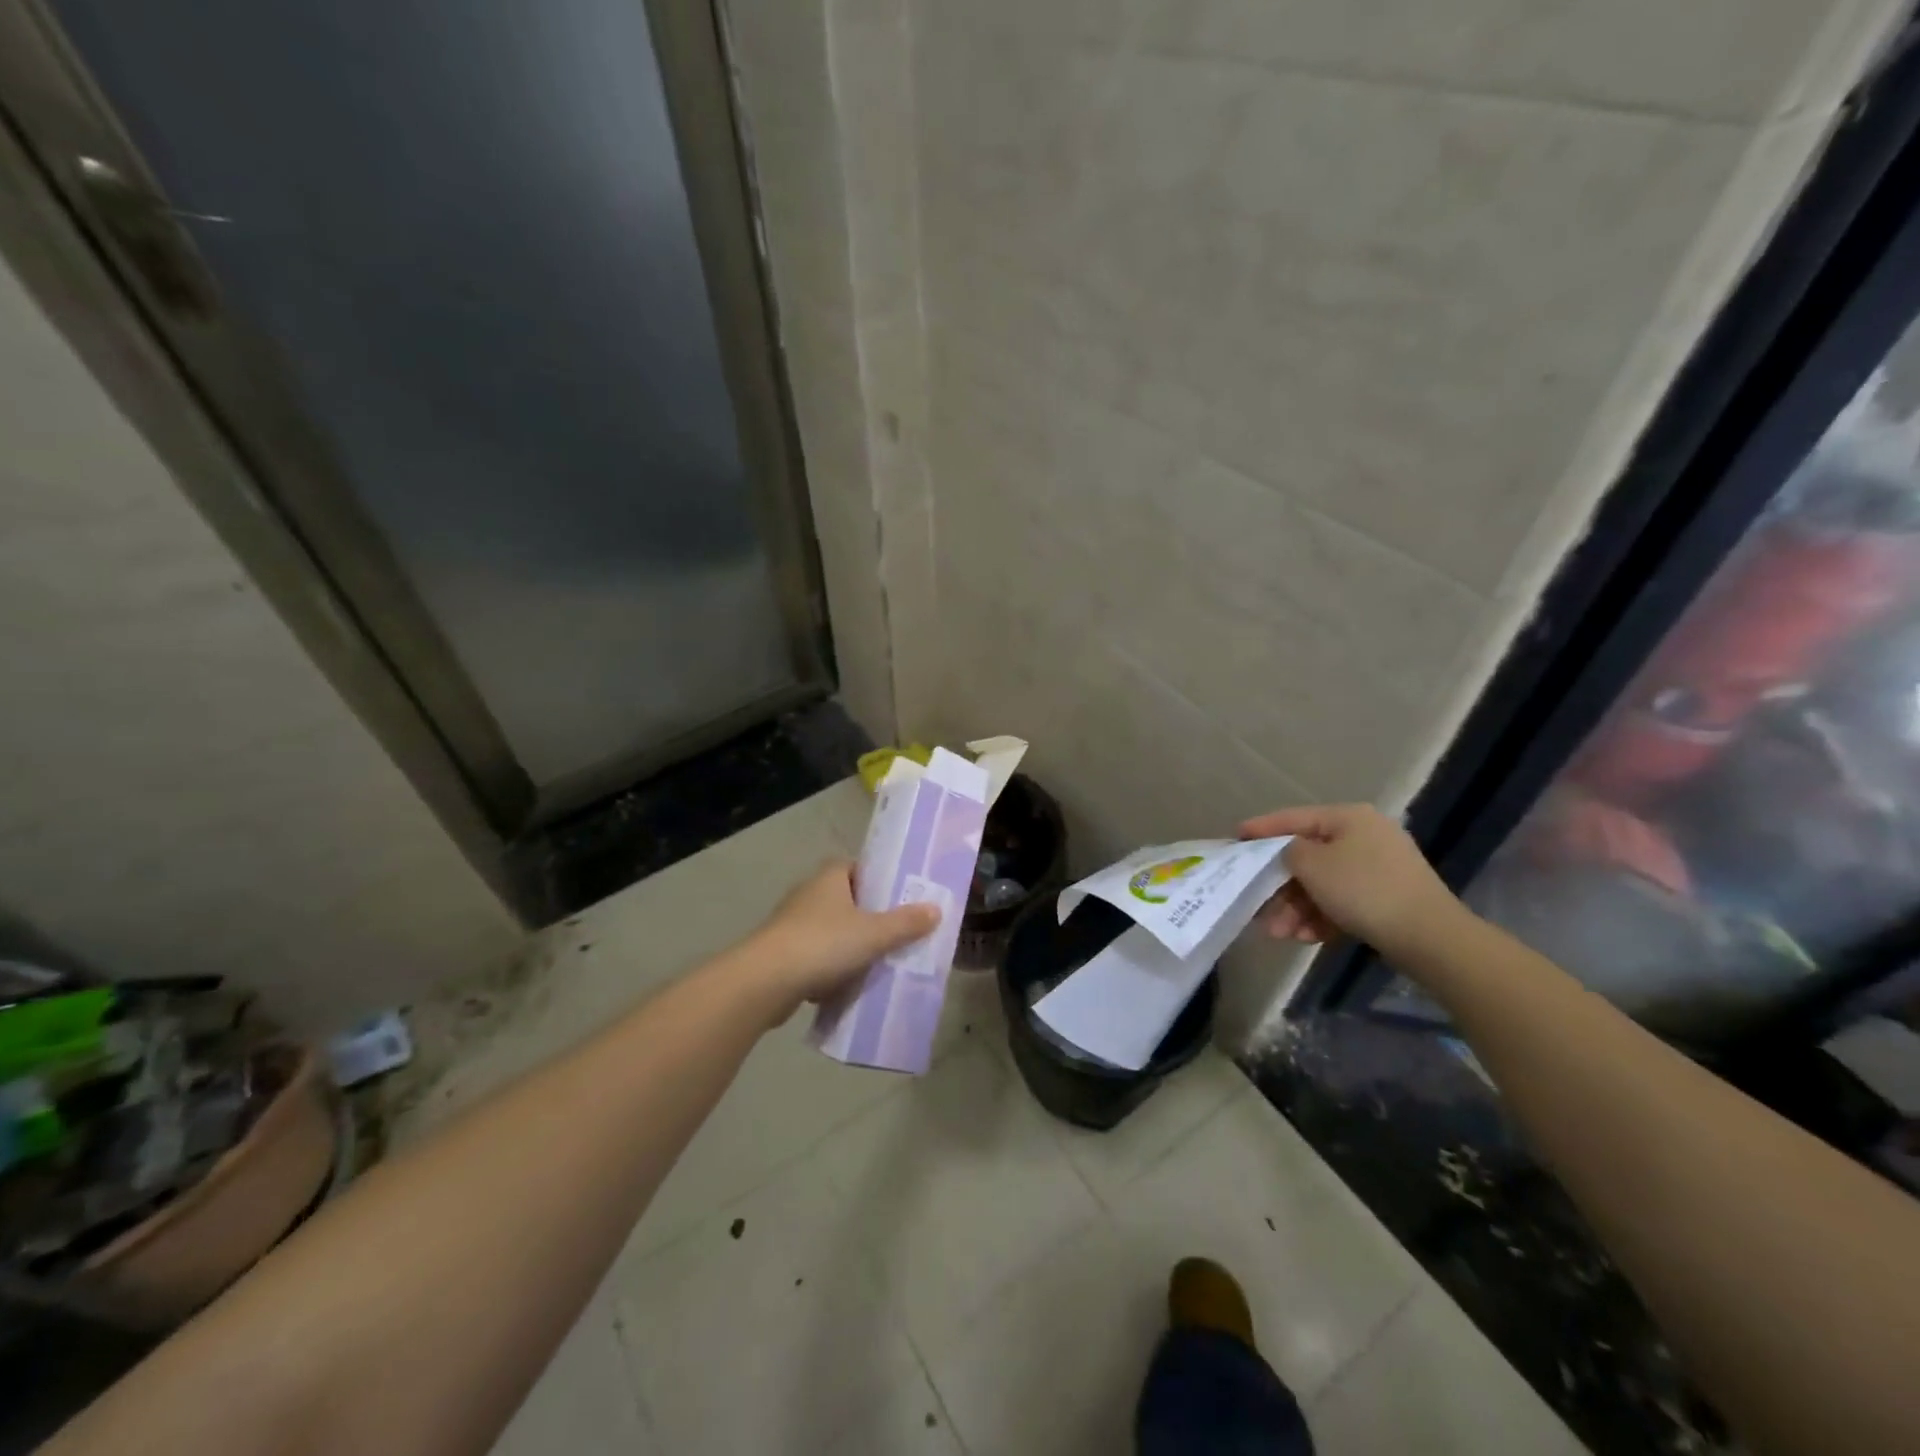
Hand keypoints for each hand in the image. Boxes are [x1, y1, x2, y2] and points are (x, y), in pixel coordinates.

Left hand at [738, 861, 938, 1018]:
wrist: (764, 982)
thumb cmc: (822, 944)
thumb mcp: (874, 934)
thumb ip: (906, 923)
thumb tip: (936, 909)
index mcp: (830, 877)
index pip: (860, 867)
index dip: (882, 879)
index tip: (903, 897)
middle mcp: (810, 893)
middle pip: (849, 900)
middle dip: (871, 917)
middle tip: (900, 933)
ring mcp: (793, 924)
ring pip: (833, 931)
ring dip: (851, 946)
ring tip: (880, 962)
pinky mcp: (783, 953)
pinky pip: (817, 957)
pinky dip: (831, 969)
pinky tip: (848, 987)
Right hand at [1240, 804, 1462, 955]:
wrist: (1429, 937)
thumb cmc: (1363, 890)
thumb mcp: (1312, 864)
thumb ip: (1286, 851)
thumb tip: (1287, 854)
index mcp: (1348, 818)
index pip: (1293, 818)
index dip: (1261, 828)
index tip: (1235, 838)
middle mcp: (1364, 836)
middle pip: (1307, 857)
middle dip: (1279, 886)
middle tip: (1256, 906)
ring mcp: (1378, 869)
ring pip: (1322, 884)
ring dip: (1295, 908)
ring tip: (1278, 934)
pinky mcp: (1386, 899)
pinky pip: (1341, 902)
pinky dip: (1320, 917)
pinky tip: (1305, 938)